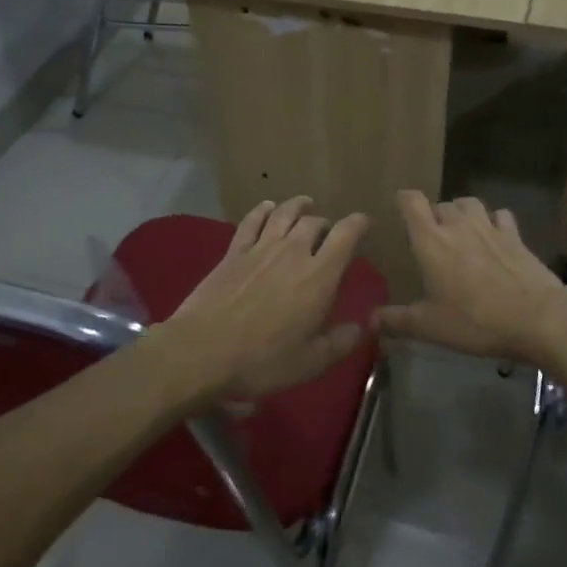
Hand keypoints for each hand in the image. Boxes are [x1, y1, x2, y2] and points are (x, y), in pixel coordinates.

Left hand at [162, 198, 370, 400]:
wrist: (202, 352)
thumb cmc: (262, 361)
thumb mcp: (310, 362)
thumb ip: (340, 342)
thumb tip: (364, 326)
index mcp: (319, 276)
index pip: (346, 235)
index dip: (358, 224)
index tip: (364, 223)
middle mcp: (293, 252)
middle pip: (315, 223)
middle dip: (327, 224)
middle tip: (330, 233)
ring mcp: (260, 248)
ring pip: (284, 214)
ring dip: (298, 206)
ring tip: (306, 204)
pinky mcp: (233, 252)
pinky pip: (251, 221)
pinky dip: (263, 210)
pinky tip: (267, 207)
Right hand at [375, 192, 566, 361]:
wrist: (537, 317)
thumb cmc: (475, 320)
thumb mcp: (430, 327)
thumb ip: (397, 320)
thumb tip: (369, 320)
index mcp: (431, 241)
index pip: (412, 203)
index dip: (404, 200)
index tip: (400, 209)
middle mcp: (458, 225)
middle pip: (441, 204)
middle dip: (433, 215)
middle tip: (432, 238)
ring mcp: (490, 227)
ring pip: (470, 203)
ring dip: (462, 212)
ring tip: (461, 230)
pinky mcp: (516, 236)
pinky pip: (501, 216)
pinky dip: (494, 221)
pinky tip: (495, 236)